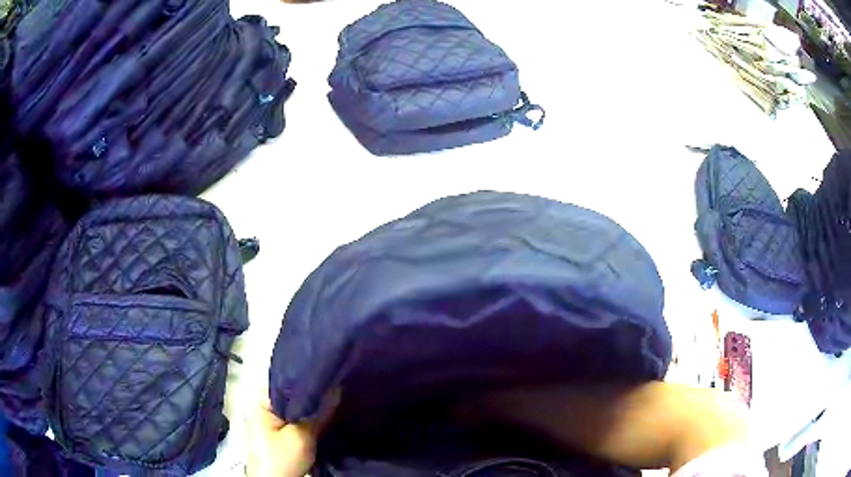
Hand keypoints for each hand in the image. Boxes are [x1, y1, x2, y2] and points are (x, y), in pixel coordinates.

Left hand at [246, 387, 338, 476]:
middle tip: (339, 389)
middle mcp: (264, 406)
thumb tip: (338, 388)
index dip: (311, 379)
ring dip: (314, 410)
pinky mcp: (280, 434)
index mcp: (261, 400)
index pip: (288, 381)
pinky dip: (310, 421)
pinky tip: (328, 418)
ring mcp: (271, 421)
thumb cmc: (281, 458)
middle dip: (315, 396)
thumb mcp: (302, 436)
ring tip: (338, 401)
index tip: (333, 377)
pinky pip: (298, 420)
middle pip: (293, 395)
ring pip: (298, 409)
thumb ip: (319, 413)